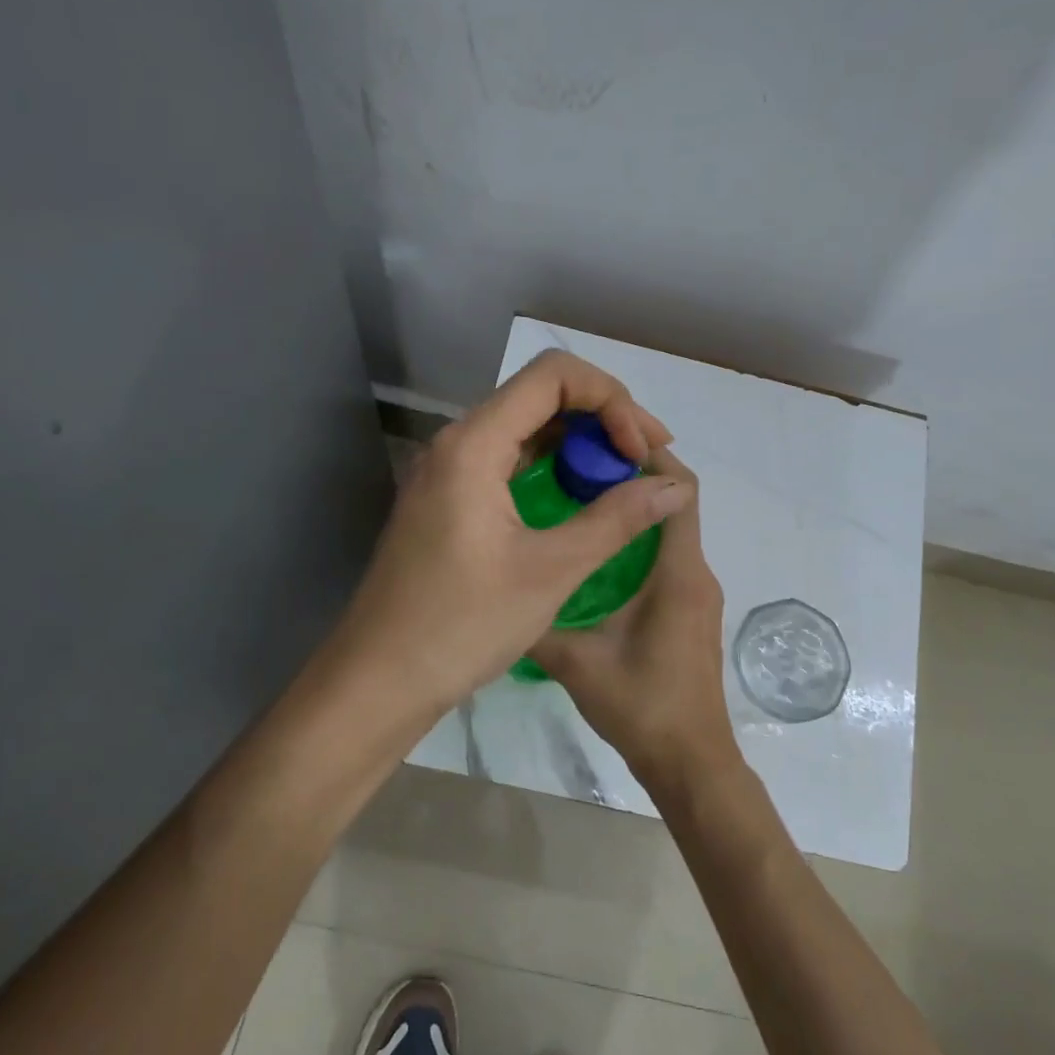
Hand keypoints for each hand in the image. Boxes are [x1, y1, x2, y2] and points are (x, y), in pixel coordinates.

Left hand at [329, 350, 691, 727]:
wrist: (379, 679)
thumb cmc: (461, 625)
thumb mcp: (550, 571)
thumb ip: (616, 519)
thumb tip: (675, 486)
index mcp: (473, 444)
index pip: (553, 375)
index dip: (610, 398)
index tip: (639, 451)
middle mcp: (456, 443)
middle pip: (540, 395)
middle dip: (602, 416)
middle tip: (645, 460)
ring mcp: (448, 472)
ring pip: (525, 428)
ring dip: (578, 442)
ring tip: (625, 476)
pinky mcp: (448, 499)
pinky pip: (507, 460)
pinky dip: (551, 467)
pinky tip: (581, 495)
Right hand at [531, 451, 741, 787]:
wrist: (690, 762)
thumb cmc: (642, 706)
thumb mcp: (577, 663)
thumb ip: (538, 623)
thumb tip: (498, 592)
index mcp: (678, 573)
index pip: (679, 491)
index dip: (649, 459)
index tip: (602, 443)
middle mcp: (696, 573)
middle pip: (676, 503)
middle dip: (633, 477)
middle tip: (576, 468)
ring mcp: (697, 593)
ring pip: (671, 531)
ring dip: (634, 510)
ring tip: (578, 501)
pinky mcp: (690, 610)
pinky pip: (668, 558)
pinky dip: (638, 542)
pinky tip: (594, 554)